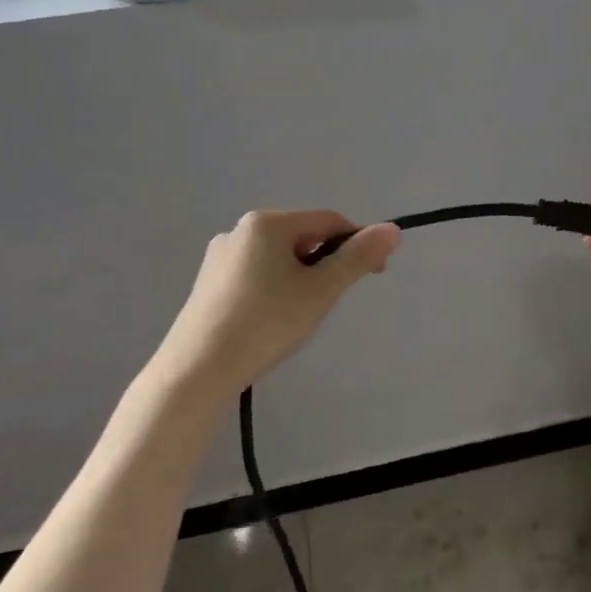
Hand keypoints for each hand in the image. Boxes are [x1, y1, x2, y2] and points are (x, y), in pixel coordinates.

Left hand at [155, 210, 400, 393]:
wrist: (198, 370)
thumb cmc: (267, 322)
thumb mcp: (322, 290)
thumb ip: (358, 258)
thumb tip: (393, 230)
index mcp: (268, 222)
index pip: (330, 221)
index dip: (358, 244)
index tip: (376, 275)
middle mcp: (240, 230)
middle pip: (303, 237)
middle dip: (327, 263)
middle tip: (332, 301)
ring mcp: (219, 257)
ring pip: (279, 258)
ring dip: (302, 278)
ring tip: (300, 316)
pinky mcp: (208, 284)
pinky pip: (256, 275)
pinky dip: (275, 289)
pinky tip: (272, 320)